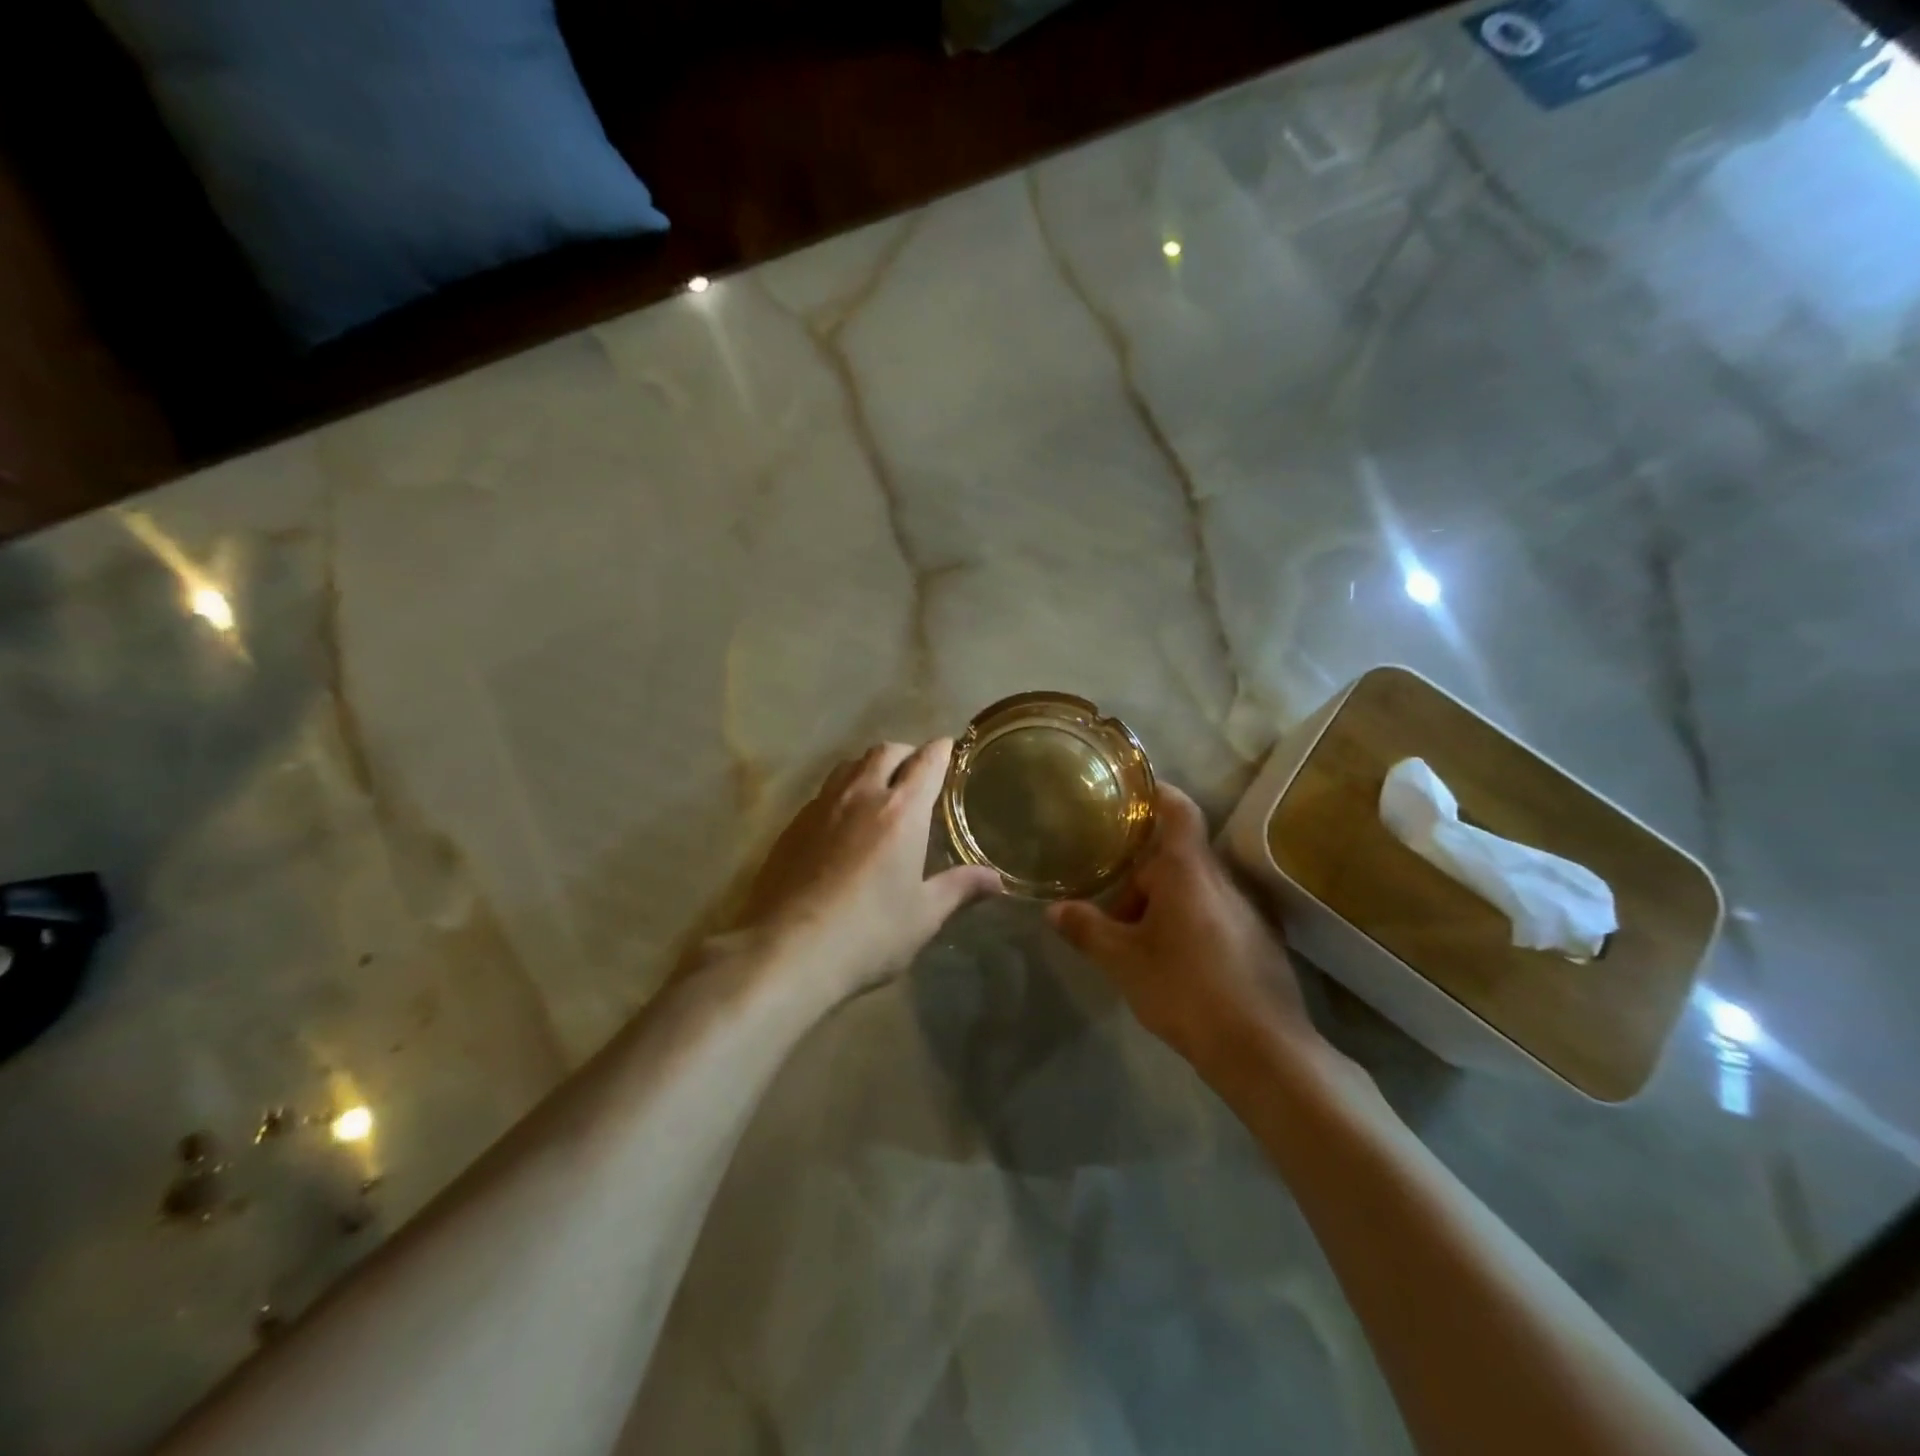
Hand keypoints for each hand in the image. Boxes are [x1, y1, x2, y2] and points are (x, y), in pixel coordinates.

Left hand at [732, 740, 1001, 1003]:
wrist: (785, 950)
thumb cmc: (868, 934)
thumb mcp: (923, 916)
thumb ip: (959, 889)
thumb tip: (996, 879)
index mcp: (901, 811)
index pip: (927, 762)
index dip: (941, 751)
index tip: (950, 748)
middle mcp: (861, 795)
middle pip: (886, 751)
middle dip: (907, 753)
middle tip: (918, 771)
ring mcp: (822, 806)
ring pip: (850, 765)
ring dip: (871, 766)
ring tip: (881, 787)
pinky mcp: (793, 824)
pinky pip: (825, 790)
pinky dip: (843, 790)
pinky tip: (843, 820)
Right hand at [1047, 785, 1322, 1075]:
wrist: (1263, 1049)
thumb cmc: (1185, 989)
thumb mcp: (1123, 961)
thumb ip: (1087, 930)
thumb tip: (1054, 910)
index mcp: (1188, 871)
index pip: (1177, 809)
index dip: (1155, 793)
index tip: (1129, 792)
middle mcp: (1222, 880)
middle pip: (1176, 858)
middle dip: (1141, 878)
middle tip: (1110, 908)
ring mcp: (1246, 910)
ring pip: (1194, 889)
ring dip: (1162, 904)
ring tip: (1135, 942)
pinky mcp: (1260, 940)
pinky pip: (1214, 913)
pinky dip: (1187, 922)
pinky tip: (1172, 963)